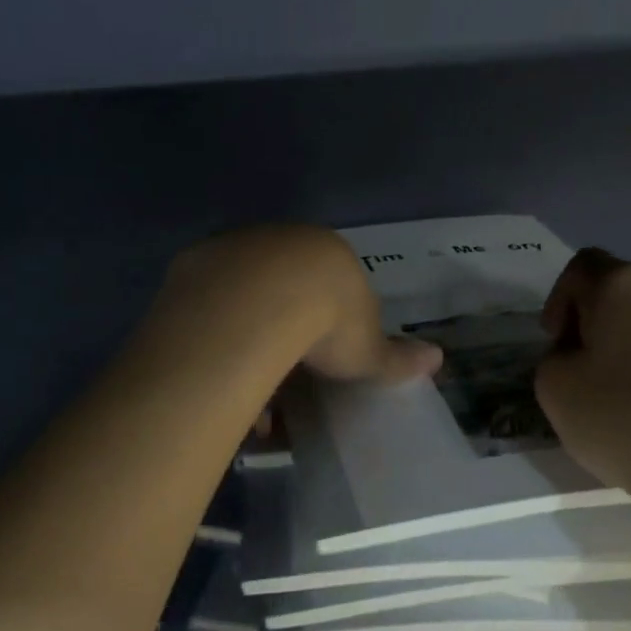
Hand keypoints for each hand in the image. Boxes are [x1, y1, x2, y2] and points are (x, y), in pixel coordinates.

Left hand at [161, 225, 441, 383]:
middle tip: (284, 376)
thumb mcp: (367, 349)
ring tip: (249, 388)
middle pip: (283, 289)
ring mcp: (233, 249)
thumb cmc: (326, 324)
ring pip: (241, 297)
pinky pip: (208, 307)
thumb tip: (438, 358)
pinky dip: (216, 338)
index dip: (327, 325)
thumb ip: (397, 356)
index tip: (321, 361)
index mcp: (326, 256)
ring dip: (246, 338)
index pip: (331, 287)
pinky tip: (218, 375)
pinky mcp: (192, 266)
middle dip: (284, 332)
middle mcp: (279, 242)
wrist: (259, 304)